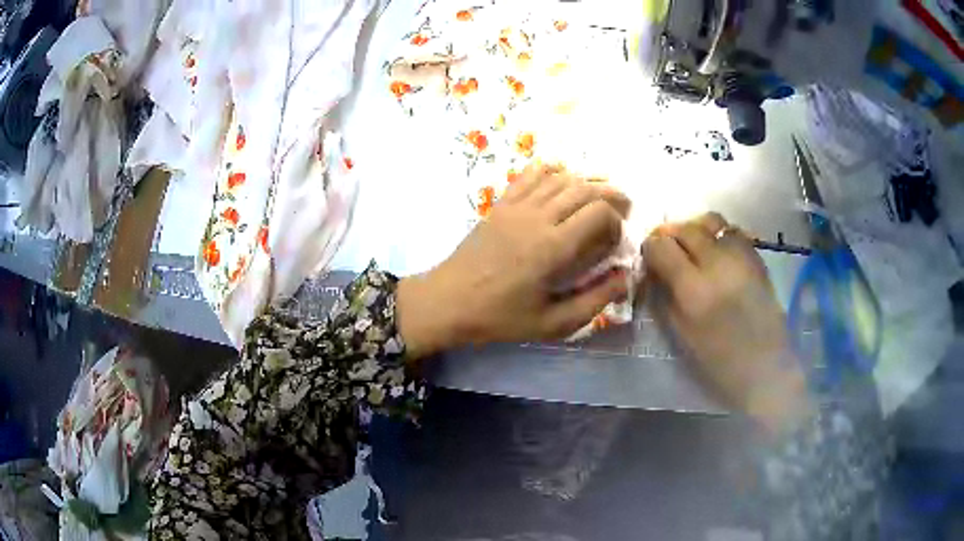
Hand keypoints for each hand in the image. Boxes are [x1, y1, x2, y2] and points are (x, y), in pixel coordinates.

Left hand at [397, 164, 630, 358]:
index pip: (598, 213)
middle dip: (611, 195)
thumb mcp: (552, 323)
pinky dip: (551, 170)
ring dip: (586, 181)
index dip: (616, 221)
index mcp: (552, 247)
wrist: (449, 301)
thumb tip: (625, 277)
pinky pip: (530, 175)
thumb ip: (594, 300)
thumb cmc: (500, 317)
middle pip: (584, 189)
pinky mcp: (501, 204)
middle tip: (623, 209)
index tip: (616, 240)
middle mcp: (537, 217)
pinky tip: (561, 178)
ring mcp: (516, 206)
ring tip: (599, 194)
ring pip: (560, 177)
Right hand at [643, 213, 809, 432]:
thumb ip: (664, 297)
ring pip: (711, 220)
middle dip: (670, 234)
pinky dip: (719, 235)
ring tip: (693, 246)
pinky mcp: (758, 257)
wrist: (766, 367)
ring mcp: (741, 257)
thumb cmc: (719, 362)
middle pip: (685, 228)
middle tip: (667, 249)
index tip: (650, 258)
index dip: (650, 248)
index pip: (661, 247)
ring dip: (696, 228)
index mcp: (694, 290)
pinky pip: (733, 231)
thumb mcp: (681, 335)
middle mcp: (717, 264)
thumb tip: (654, 270)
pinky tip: (718, 253)